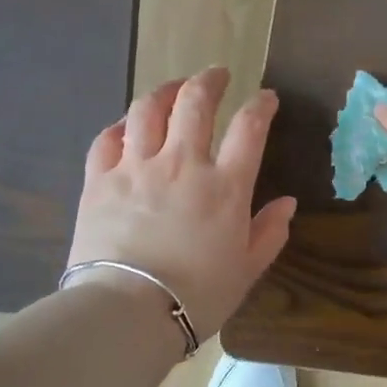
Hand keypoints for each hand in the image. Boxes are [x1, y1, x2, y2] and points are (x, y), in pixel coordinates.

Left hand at [67, 67, 296, 335]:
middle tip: (216, 76)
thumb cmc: (197, 295)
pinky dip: (121, 126)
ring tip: (172, 89)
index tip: (266, 98)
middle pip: (195, 102)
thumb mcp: (246, 270)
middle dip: (209, 81)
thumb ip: (269, 233)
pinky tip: (127, 127)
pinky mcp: (100, 180)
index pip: (249, 128)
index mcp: (225, 187)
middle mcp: (182, 164)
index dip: (260, 105)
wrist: (130, 311)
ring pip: (148, 109)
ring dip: (164, 91)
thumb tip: (287, 203)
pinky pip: (108, 138)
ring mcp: (136, 167)